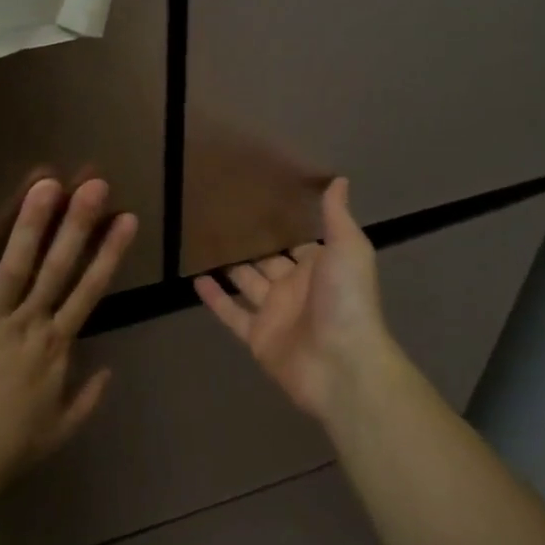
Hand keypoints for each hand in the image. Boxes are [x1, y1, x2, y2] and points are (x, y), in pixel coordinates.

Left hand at [0, 178, 137, 485]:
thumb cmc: (5, 449)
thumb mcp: (58, 430)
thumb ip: (86, 399)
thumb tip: (108, 371)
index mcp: (54, 347)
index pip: (89, 291)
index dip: (109, 253)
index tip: (126, 219)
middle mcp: (28, 324)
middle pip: (58, 268)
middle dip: (79, 225)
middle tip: (95, 186)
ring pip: (15, 265)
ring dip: (32, 224)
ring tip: (47, 184)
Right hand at [194, 178, 397, 422]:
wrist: (341, 364)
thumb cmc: (346, 300)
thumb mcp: (348, 249)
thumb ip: (337, 216)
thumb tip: (339, 179)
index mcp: (320, 266)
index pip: (298, 241)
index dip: (282, 224)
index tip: (259, 200)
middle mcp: (296, 287)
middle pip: (269, 261)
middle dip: (252, 243)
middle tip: (222, 217)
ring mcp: (275, 313)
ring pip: (247, 285)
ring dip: (230, 267)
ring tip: (204, 243)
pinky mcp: (257, 336)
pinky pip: (231, 313)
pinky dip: (215, 298)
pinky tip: (196, 279)